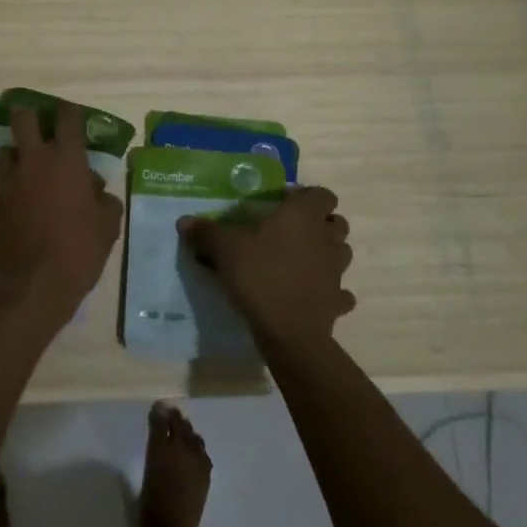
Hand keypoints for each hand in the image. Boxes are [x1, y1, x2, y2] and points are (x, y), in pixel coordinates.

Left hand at [0, 102, 123, 322]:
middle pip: (23, 117)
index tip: (73, 117)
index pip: (67, 117)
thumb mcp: (108, 226)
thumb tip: (96, 192)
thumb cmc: (78, 250)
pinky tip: (24, 206)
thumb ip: (105, 201)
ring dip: (18, 154)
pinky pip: (3, 183)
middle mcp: (34, 160)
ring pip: (6, 148)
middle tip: (41, 130)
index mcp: (66, 159)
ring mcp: (9, 180)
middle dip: (31, 116)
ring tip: (31, 171)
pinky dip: (12, 187)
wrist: (30, 283)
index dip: (70, 112)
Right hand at [182, 187, 354, 355]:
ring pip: (341, 253)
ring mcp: (337, 271)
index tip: (283, 205)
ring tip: (300, 260)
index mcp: (304, 216)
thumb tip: (184, 221)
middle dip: (319, 223)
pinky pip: (340, 292)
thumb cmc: (259, 276)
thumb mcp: (224, 249)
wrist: (289, 333)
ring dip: (326, 253)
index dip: (306, 197)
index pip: (322, 194)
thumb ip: (205, 232)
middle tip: (290, 232)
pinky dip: (330, 290)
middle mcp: (326, 239)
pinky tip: (311, 294)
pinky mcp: (337, 301)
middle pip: (336, 221)